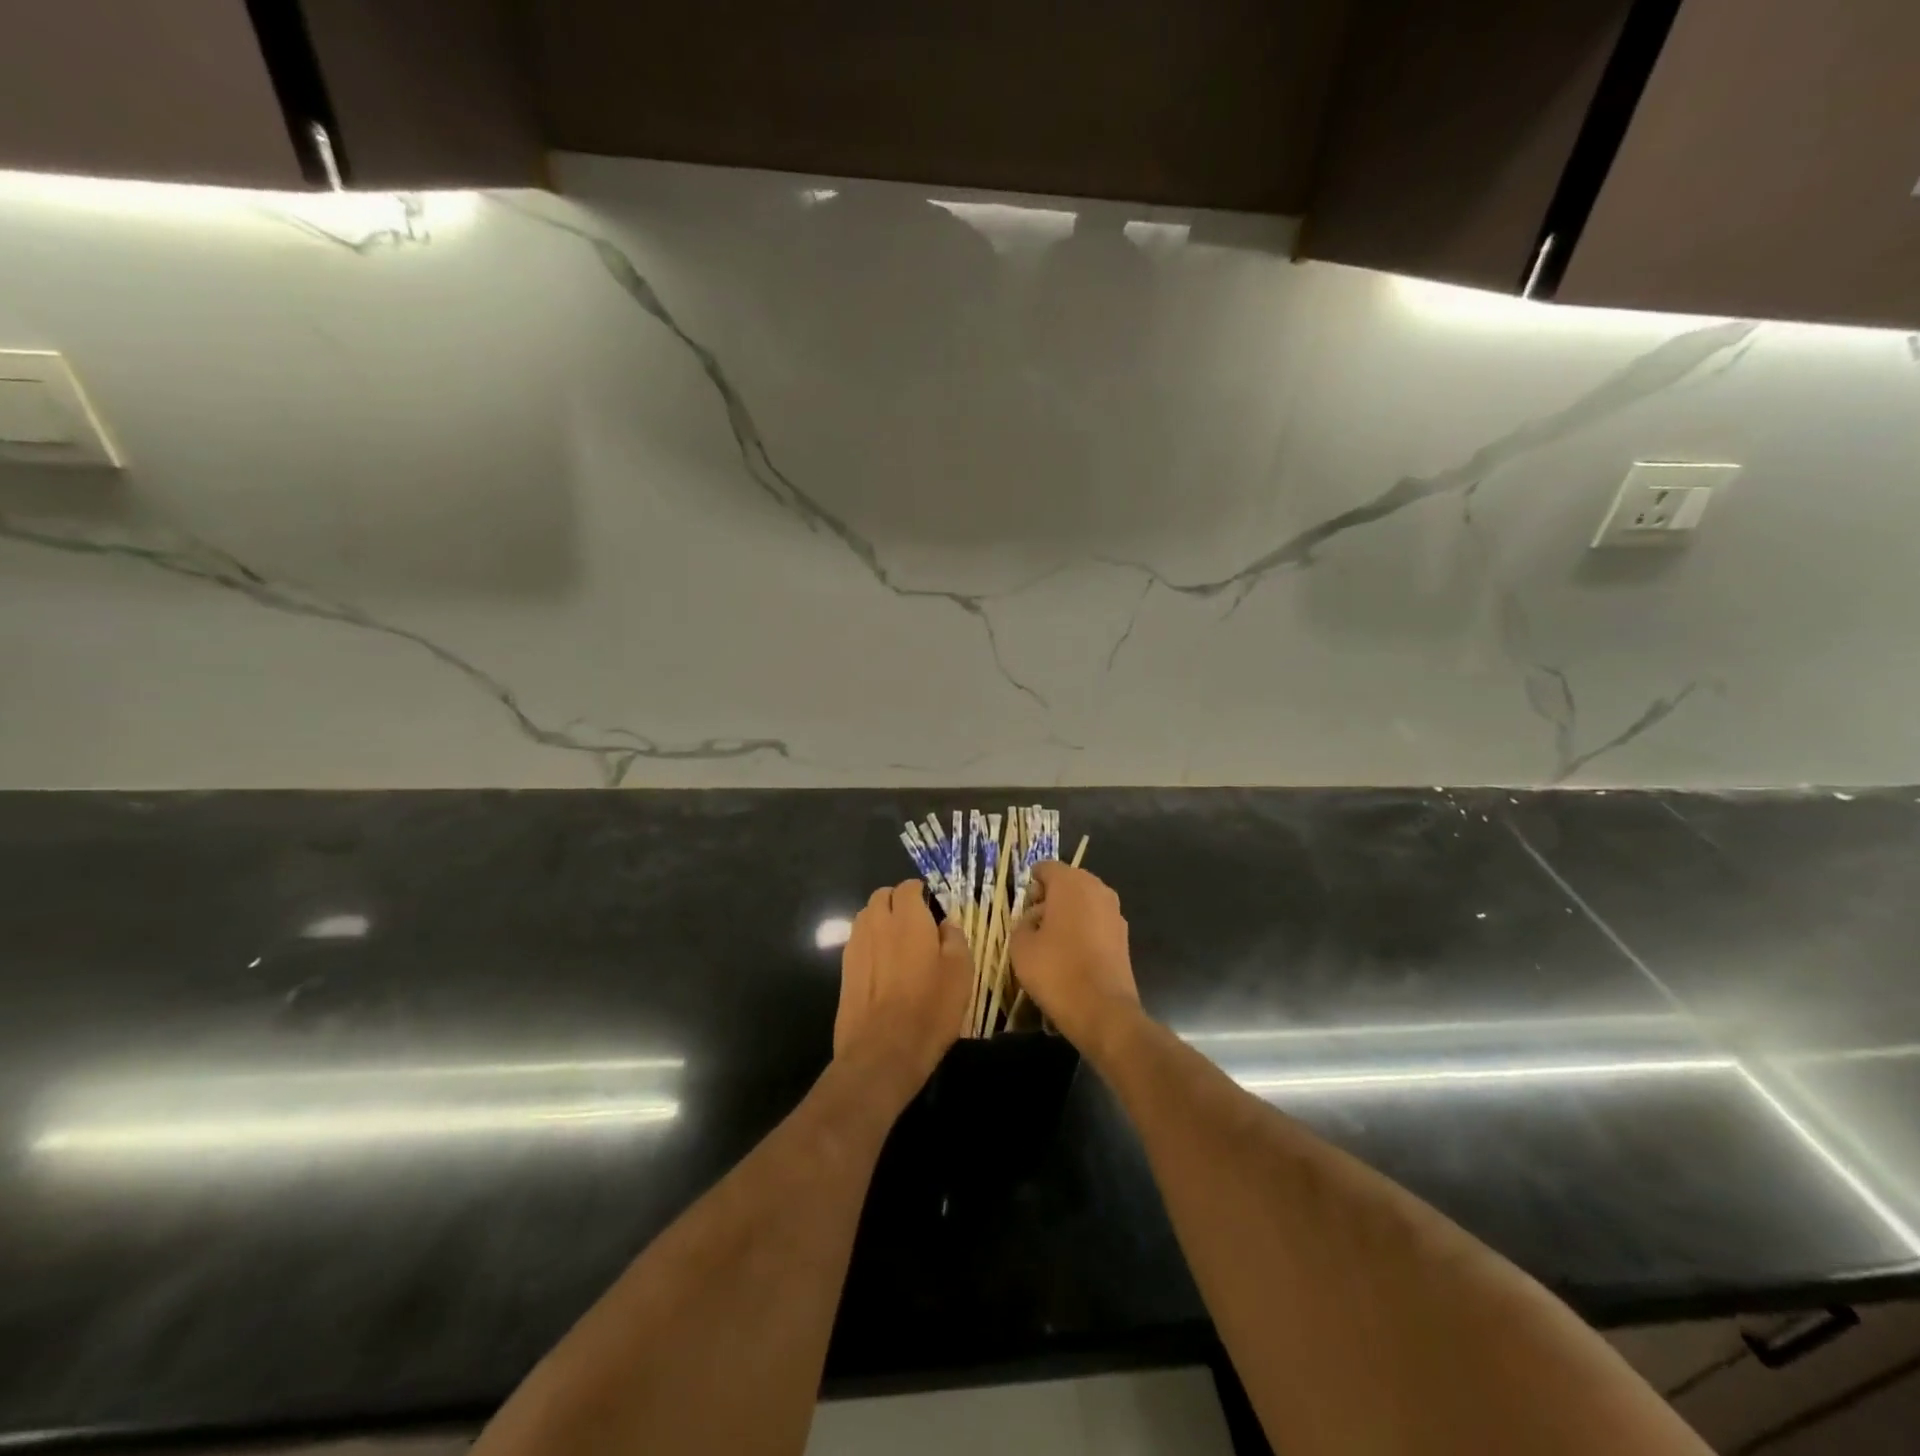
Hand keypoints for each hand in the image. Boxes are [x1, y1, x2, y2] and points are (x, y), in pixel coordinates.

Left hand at [834, 879, 972, 1099]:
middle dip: (898, 902)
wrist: (882, 1052)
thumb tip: (945, 923)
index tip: (933, 908)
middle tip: (917, 923)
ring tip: (899, 943)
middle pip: (882, 896)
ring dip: (881, 920)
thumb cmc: (929, 1010)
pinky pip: (858, 941)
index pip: (908, 887)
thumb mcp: (960, 973)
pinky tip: (884, 966)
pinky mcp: (844, 969)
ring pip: (867, 916)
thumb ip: (954, 938)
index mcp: (908, 918)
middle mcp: (877, 923)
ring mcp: (856, 945)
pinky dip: (870, 942)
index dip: (921, 893)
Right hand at [1010, 862, 1139, 1050]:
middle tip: (1033, 923)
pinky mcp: (1124, 936)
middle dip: (1050, 897)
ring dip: (1067, 914)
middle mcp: (1097, 889)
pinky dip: (1083, 929)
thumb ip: (1022, 923)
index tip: (1022, 906)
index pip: (1046, 868)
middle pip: (1067, 882)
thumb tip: (1033, 920)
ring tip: (1051, 941)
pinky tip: (1071, 954)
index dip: (1031, 883)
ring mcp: (1114, 912)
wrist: (1103, 1011)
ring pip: (1084, 902)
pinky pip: (1096, 921)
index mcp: (1071, 883)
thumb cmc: (1056, 971)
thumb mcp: (1021, 946)